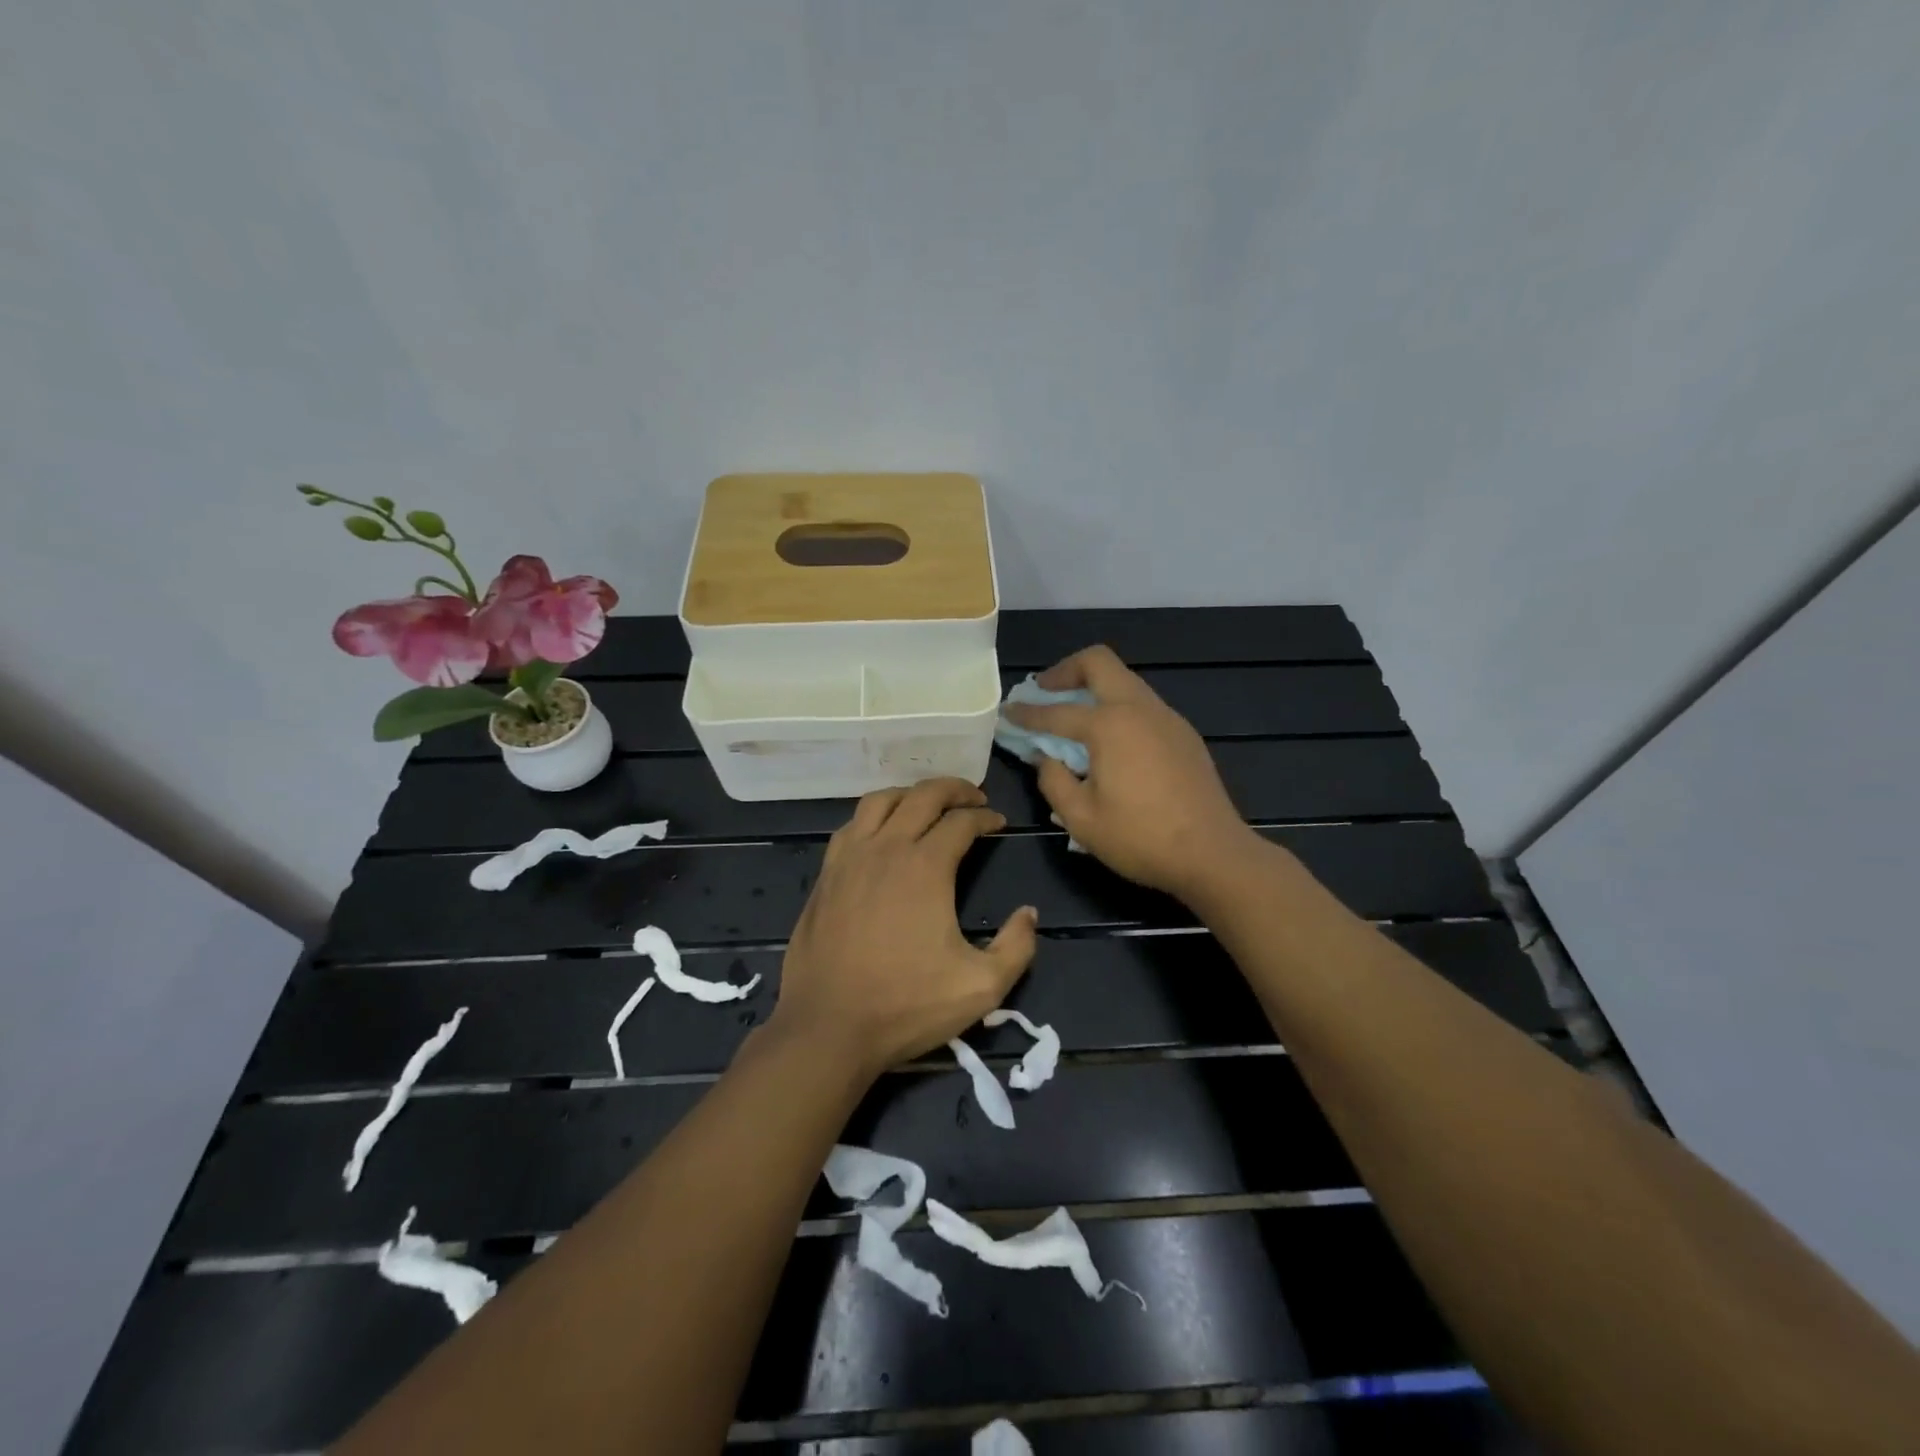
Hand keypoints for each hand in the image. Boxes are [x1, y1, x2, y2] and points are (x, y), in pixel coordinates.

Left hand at [767, 778, 1037, 1078]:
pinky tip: (881, 834)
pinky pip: (851, 826)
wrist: (828, 1028)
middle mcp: (886, 848)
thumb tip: (1028, 913)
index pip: (961, 821)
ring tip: (927, 805)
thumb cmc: (906, 1006)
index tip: (998, 822)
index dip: (985, 816)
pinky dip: (874, 816)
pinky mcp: (825, 876)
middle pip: (922, 796)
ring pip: (880, 801)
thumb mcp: (982, 987)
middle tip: (972, 798)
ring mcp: (849, 859)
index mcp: (925, 866)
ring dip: (910, 795)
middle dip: (953, 789)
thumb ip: (1016, 946)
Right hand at [1005, 645, 1253, 900]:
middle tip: (1044, 691)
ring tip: (1074, 715)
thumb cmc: (1141, 839)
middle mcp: (1139, 709)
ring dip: (1095, 687)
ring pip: (1125, 681)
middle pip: (1099, 663)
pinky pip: (1143, 704)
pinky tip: (1111, 740)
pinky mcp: (1184, 734)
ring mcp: (1167, 718)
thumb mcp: (1081, 818)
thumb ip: (1053, 781)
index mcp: (1109, 725)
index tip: (1008, 712)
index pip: (1056, 711)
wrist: (1214, 854)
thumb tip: (1044, 758)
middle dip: (1065, 671)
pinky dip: (1118, 707)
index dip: (1027, 713)